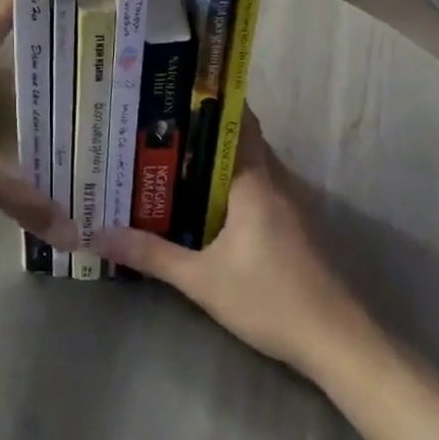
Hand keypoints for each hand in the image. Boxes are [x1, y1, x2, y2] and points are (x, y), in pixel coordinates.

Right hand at [95, 112, 364, 369]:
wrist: (339, 344)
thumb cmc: (271, 300)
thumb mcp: (201, 280)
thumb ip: (151, 255)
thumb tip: (99, 235)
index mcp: (256, 182)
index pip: (238, 122)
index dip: (209, 104)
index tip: (174, 95)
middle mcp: (278, 183)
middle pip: (241, 141)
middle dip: (202, 133)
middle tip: (158, 130)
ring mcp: (293, 205)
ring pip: (251, 167)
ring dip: (218, 162)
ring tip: (172, 161)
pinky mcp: (297, 228)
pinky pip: (260, 189)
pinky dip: (233, 185)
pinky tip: (206, 204)